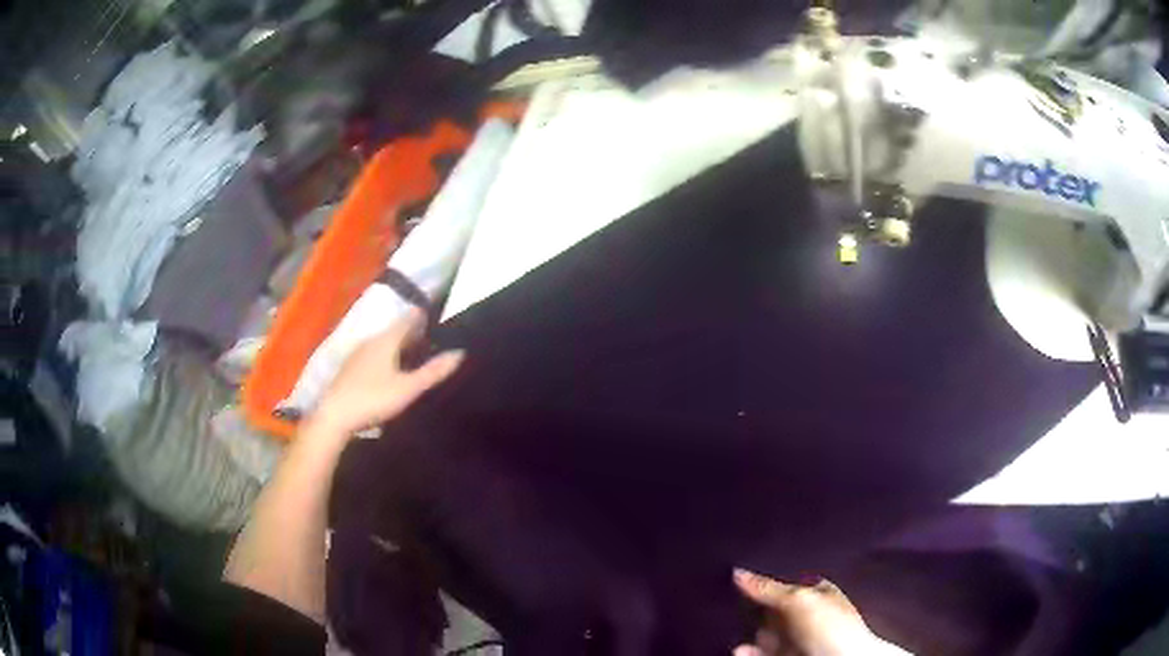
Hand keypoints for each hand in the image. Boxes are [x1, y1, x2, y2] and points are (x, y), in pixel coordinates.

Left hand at [312, 310, 463, 437]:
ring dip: (398, 345)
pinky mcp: (348, 369)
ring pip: (382, 343)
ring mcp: (357, 355)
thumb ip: (433, 371)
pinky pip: (373, 355)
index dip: (422, 316)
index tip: (437, 315)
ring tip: (414, 354)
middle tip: (431, 337)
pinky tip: (389, 371)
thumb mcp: (408, 388)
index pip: (408, 319)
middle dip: (412, 332)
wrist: (334, 416)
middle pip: (394, 331)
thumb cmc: (373, 399)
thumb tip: (460, 352)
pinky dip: (385, 357)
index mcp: (386, 340)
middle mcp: (370, 341)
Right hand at [732, 569, 882, 655]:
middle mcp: (806, 617)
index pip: (786, 584)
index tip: (735, 579)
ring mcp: (796, 641)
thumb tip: (737, 571)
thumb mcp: (799, 600)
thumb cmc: (829, 628)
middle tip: (724, 604)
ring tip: (727, 632)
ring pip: (764, 634)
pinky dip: (748, 653)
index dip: (763, 582)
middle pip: (772, 610)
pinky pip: (760, 654)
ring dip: (746, 635)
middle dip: (751, 609)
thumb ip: (768, 588)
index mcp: (818, 595)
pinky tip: (738, 651)